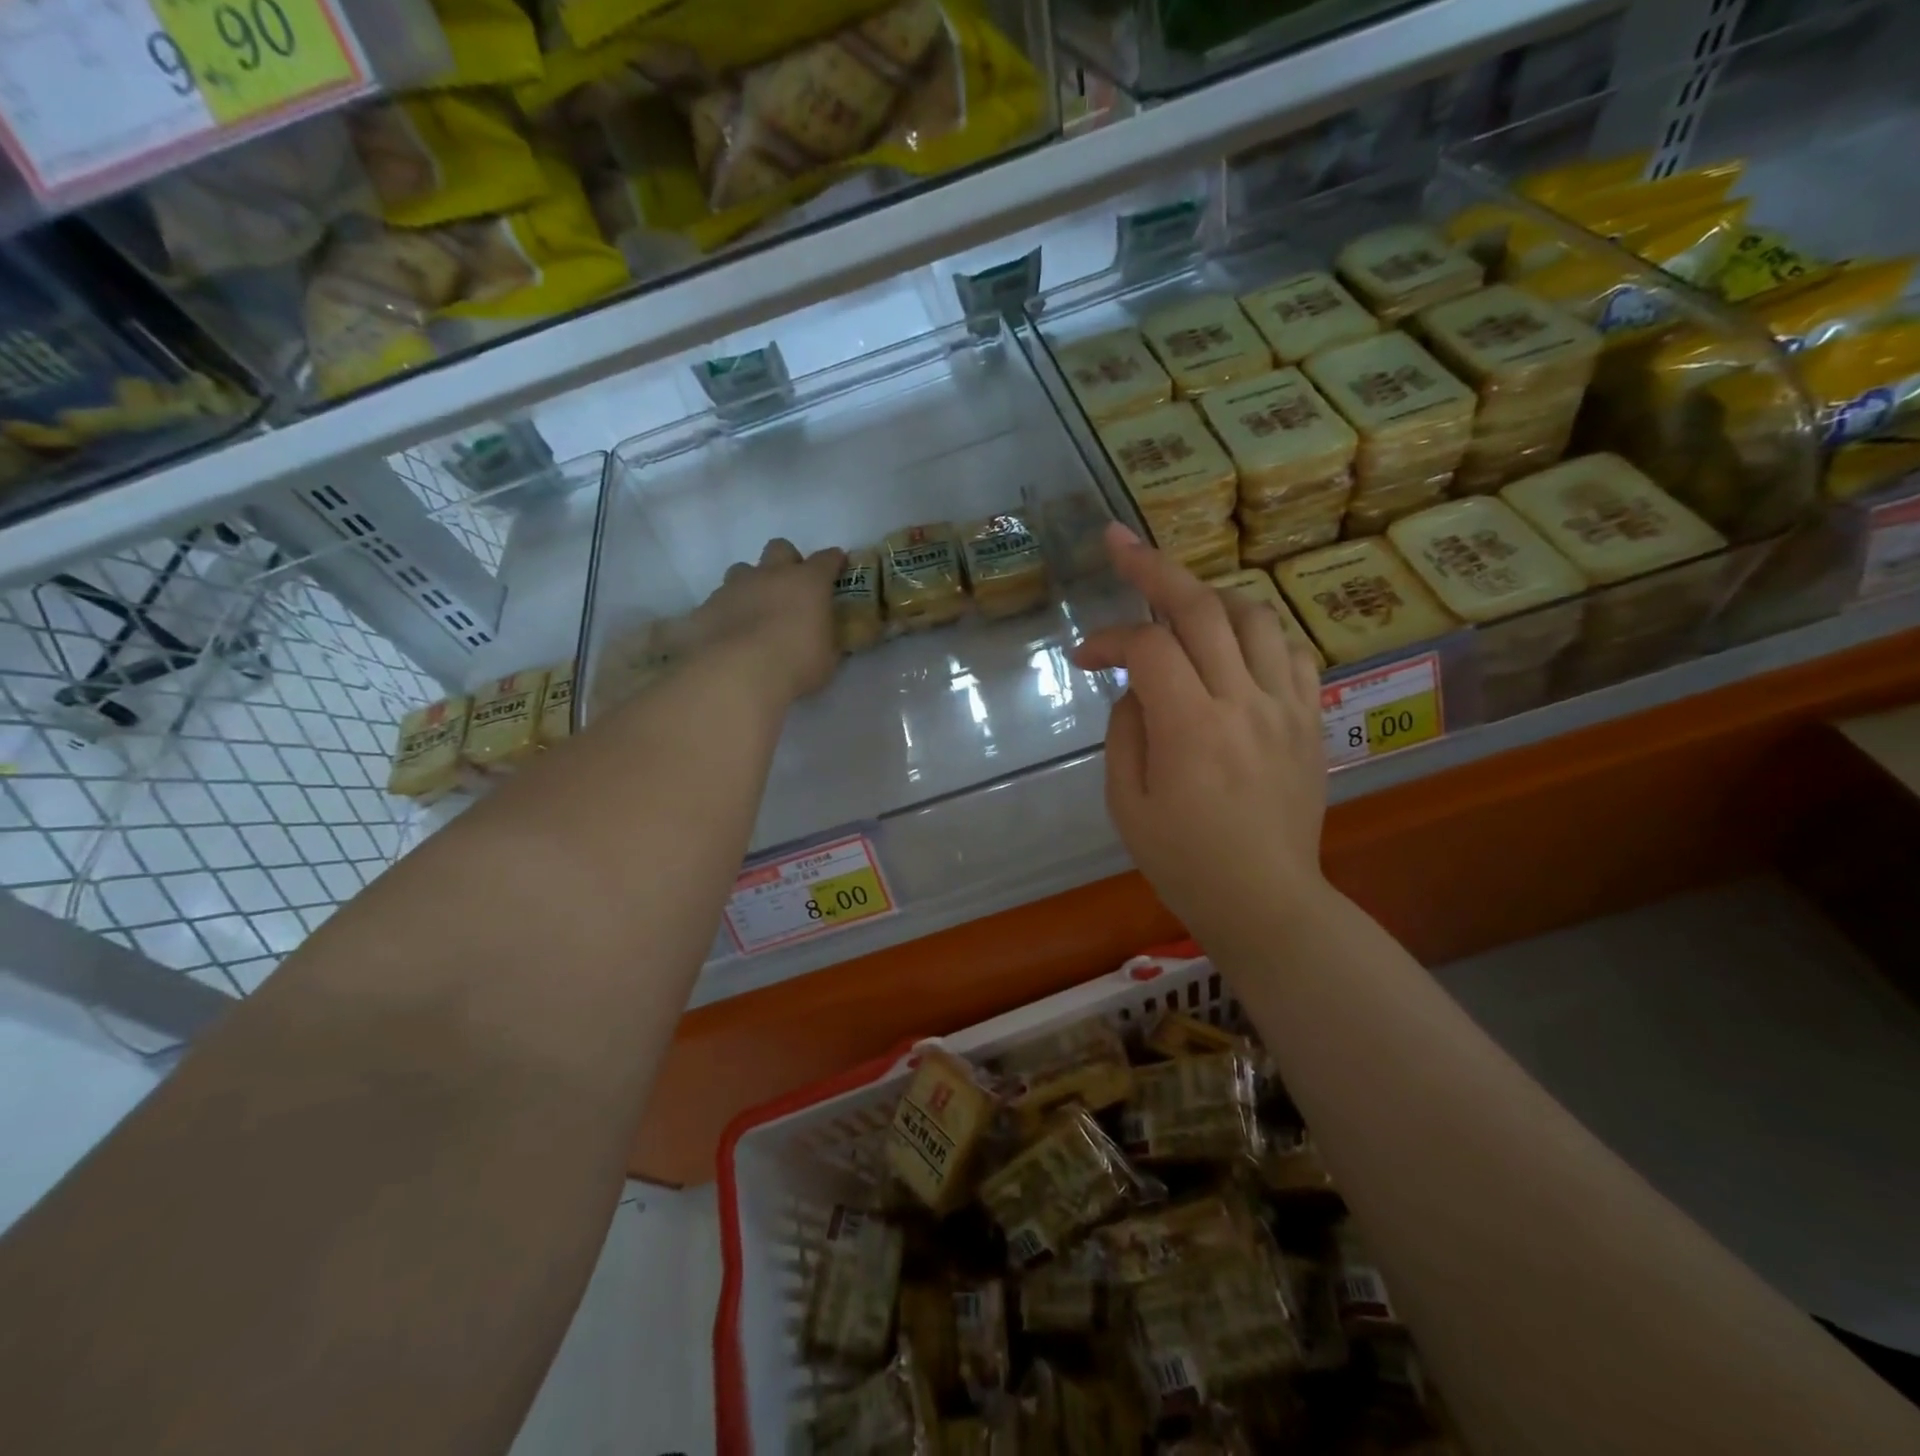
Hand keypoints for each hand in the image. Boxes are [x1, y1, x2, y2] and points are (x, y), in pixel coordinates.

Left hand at [692, 539, 845, 703]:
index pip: (826, 560)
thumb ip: (828, 640)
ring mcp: (735, 587)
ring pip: (744, 570)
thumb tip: (827, 639)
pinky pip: (719, 600)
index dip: (834, 562)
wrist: (738, 674)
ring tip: (756, 610)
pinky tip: (730, 633)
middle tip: (791, 587)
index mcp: (808, 583)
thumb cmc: (796, 664)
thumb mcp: (827, 658)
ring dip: (752, 584)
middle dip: (787, 562)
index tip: (838, 568)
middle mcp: (771, 575)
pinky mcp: (707, 605)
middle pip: (780, 548)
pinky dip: (728, 611)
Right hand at [1072, 524, 1329, 943]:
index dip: (1108, 639)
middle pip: (1201, 607)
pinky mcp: (1311, 719)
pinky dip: (1257, 633)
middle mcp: (1244, 702)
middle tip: (1120, 543)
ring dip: (1209, 597)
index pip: (1147, 648)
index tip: (1084, 656)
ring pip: (1254, 615)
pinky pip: (1292, 651)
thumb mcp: (1125, 803)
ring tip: (1180, 605)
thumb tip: (1138, 685)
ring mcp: (1286, 706)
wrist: (1265, 900)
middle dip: (1153, 568)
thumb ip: (1126, 729)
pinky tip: (1233, 646)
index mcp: (1190, 728)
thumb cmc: (1183, 861)